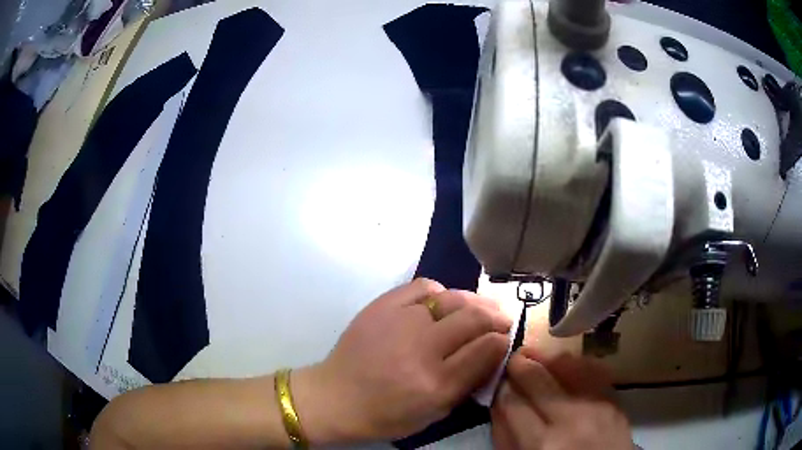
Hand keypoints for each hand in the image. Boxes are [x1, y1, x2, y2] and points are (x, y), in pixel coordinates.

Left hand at [292, 278, 512, 442]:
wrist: (335, 397)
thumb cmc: (385, 415)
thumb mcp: (433, 414)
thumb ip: (467, 384)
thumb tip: (493, 351)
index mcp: (435, 384)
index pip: (485, 349)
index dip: (502, 340)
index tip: (506, 338)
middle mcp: (421, 349)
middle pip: (473, 319)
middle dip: (495, 318)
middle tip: (501, 320)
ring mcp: (399, 322)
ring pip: (451, 298)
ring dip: (474, 302)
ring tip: (481, 309)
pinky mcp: (381, 306)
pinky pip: (422, 287)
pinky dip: (440, 292)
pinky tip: (442, 302)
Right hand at [491, 347, 631, 449]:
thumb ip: (507, 436)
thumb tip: (499, 403)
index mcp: (542, 444)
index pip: (513, 403)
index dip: (501, 388)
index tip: (498, 381)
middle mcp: (570, 419)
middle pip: (537, 379)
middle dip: (520, 364)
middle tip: (513, 360)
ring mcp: (596, 405)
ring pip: (566, 365)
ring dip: (546, 358)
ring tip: (536, 355)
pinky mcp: (614, 398)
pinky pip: (591, 369)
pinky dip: (574, 363)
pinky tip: (565, 362)